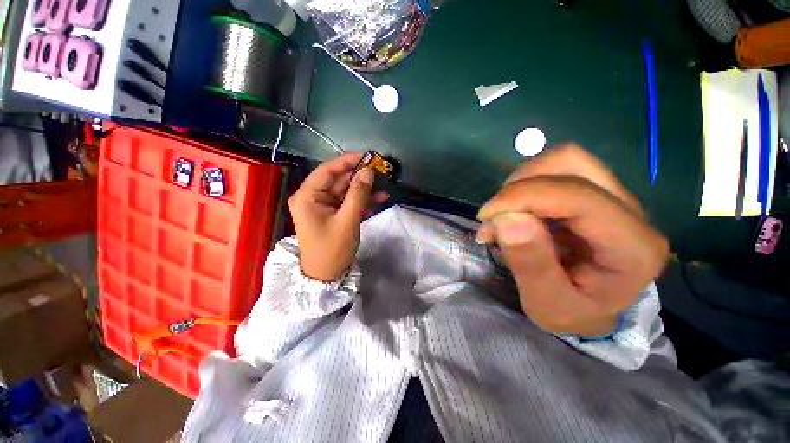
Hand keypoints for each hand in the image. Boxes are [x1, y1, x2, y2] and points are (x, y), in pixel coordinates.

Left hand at [288, 153, 387, 281]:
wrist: (326, 276)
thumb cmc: (333, 249)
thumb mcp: (348, 220)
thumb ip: (359, 194)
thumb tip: (368, 171)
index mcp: (307, 196)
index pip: (327, 170)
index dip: (347, 162)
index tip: (367, 157)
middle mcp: (312, 197)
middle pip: (338, 180)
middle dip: (359, 177)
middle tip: (380, 173)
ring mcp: (322, 206)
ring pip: (344, 191)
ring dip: (363, 191)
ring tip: (383, 189)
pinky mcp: (331, 213)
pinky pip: (346, 202)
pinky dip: (361, 201)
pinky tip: (378, 201)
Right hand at [476, 145, 668, 336]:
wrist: (590, 310)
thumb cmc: (572, 313)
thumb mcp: (546, 304)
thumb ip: (531, 264)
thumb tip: (507, 218)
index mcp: (632, 247)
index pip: (578, 196)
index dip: (525, 196)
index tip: (487, 214)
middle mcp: (631, 213)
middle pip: (571, 163)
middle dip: (520, 184)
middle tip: (495, 215)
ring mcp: (613, 198)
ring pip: (562, 160)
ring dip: (521, 183)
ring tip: (502, 216)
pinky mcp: (593, 194)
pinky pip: (554, 172)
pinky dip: (523, 187)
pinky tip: (511, 213)